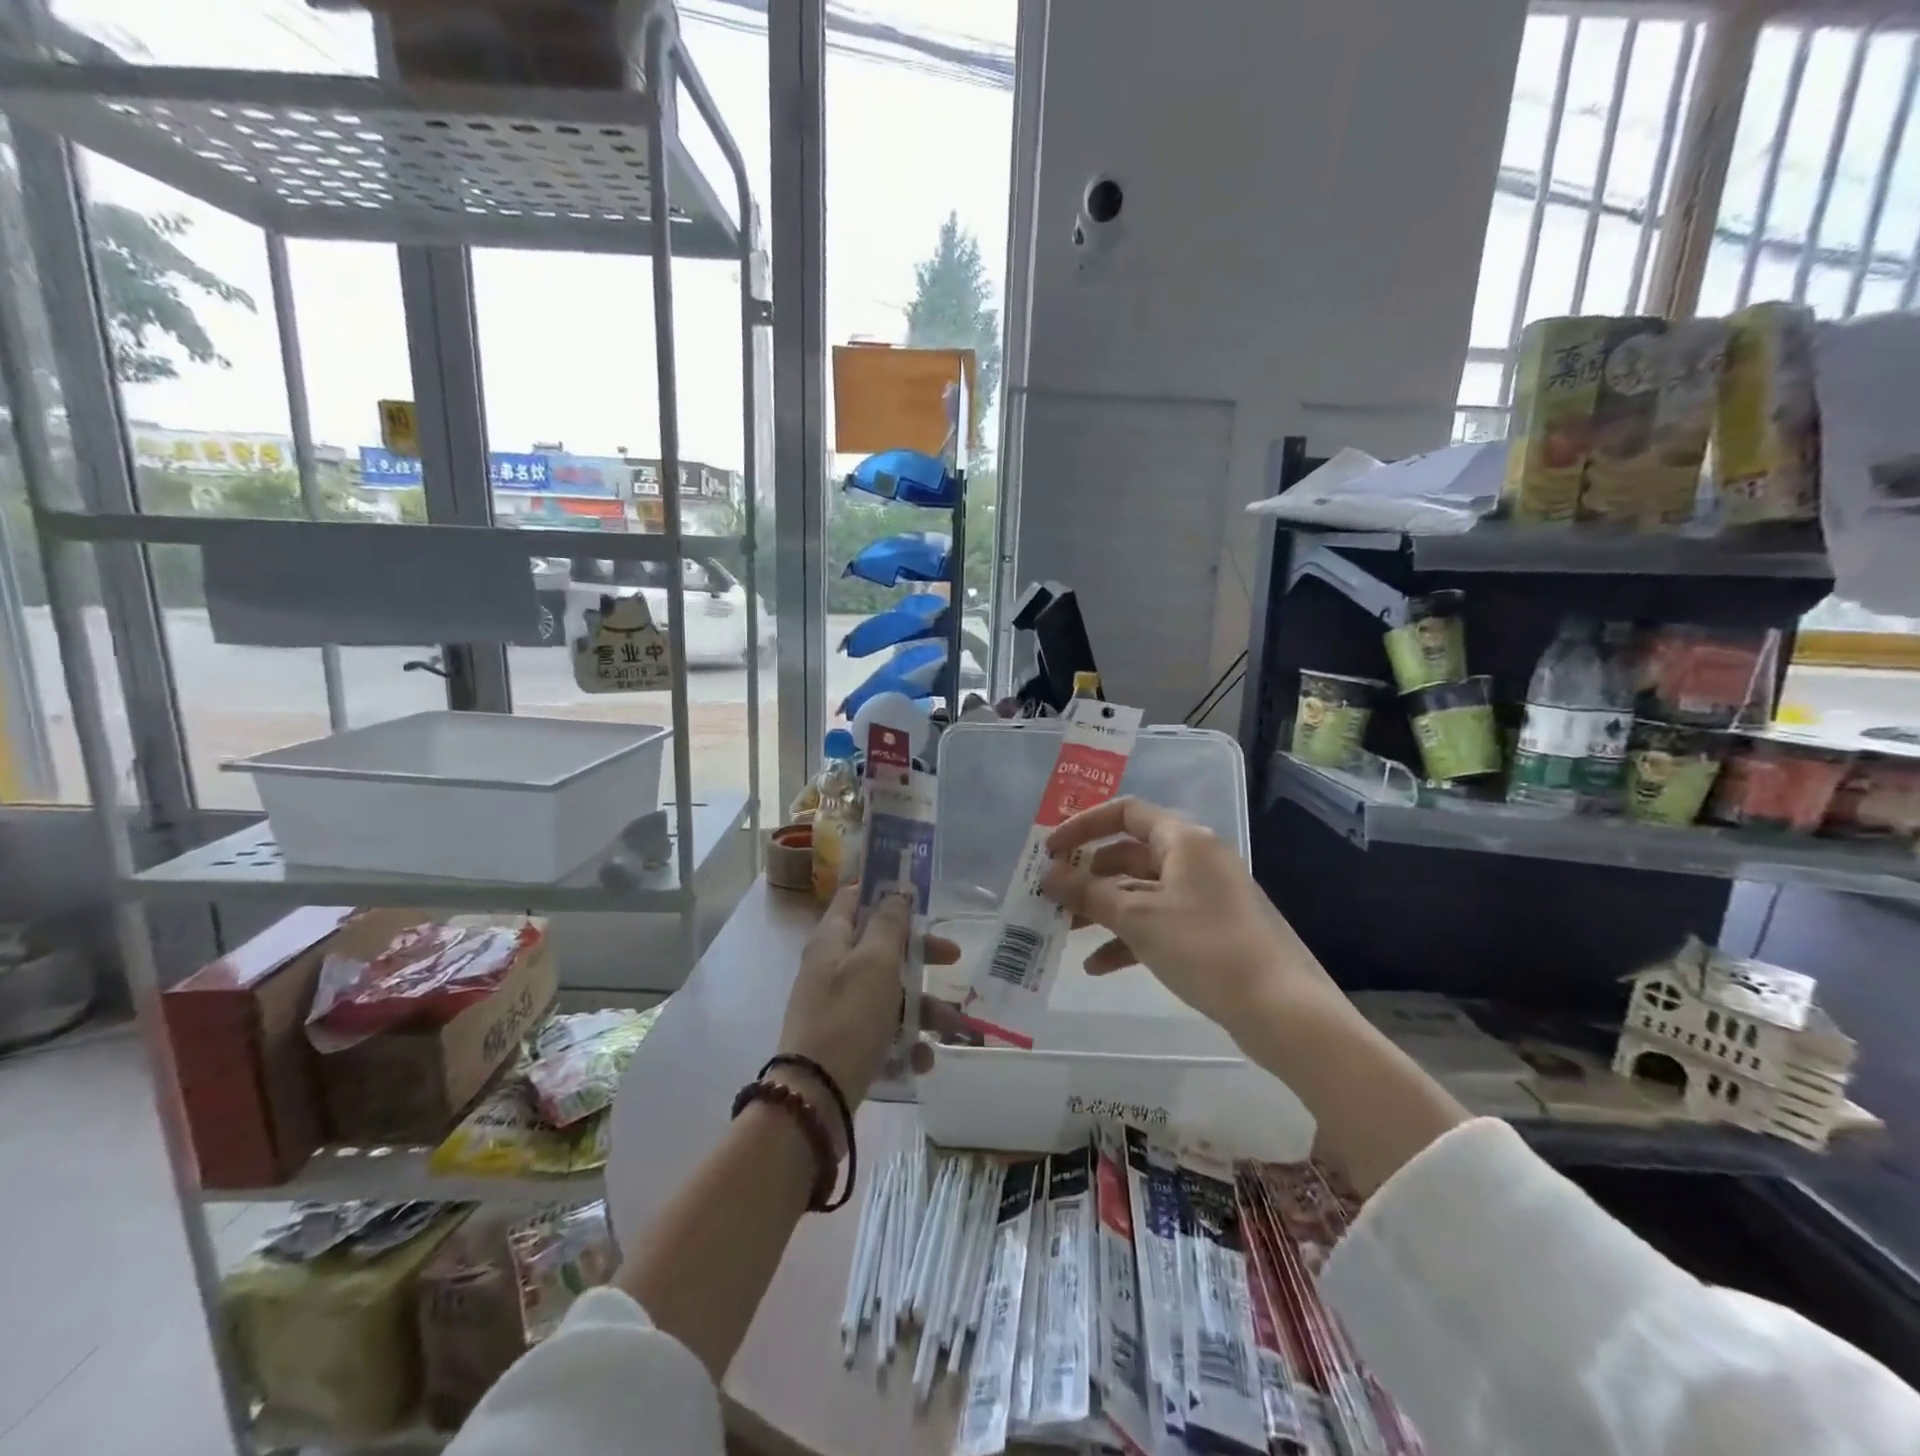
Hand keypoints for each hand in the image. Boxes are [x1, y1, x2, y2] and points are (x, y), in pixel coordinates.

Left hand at [776, 885, 957, 1114]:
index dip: (881, 888)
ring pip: (889, 992)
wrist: (815, 1097)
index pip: (852, 897)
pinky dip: (905, 1041)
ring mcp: (838, 1006)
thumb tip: (896, 894)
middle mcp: (832, 968)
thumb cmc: (849, 1017)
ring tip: (951, 1027)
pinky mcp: (846, 1041)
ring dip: (922, 1007)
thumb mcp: (875, 963)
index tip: (914, 889)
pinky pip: (882, 1031)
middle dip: (920, 953)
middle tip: (953, 957)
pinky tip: (922, 1059)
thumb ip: (889, 925)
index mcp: (832, 940)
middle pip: (882, 946)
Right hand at [1038, 797, 1337, 1037]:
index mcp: (1184, 840)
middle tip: (1052, 896)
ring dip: (1103, 909)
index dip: (1083, 826)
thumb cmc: (1205, 948)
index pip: (1126, 813)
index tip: (1050, 851)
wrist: (1283, 1010)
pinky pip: (1159, 922)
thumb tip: (1047, 874)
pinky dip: (1129, 937)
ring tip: (1065, 932)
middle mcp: (1196, 859)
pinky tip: (1098, 966)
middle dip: (1088, 876)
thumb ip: (1088, 893)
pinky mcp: (1211, 931)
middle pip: (1130, 854)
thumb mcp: (1138, 919)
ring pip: (1142, 892)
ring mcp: (1206, 896)